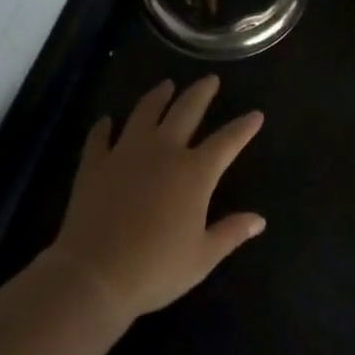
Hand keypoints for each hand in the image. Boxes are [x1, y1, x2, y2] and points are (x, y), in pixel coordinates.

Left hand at [49, 77, 265, 320]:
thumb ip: (231, 233)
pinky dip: (104, 127)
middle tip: (210, 79)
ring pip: (145, 112)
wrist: (94, 274)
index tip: (256, 114)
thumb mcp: (202, 257)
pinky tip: (106, 120)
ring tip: (166, 85)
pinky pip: (100, 137)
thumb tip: (259, 220)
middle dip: (201, 92)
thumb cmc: (155, 269)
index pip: (227, 141)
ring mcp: (126, 152)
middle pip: (186, 110)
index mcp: (194, 173)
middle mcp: (163, 151)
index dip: (243, 127)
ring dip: (158, 96)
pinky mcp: (95, 163)